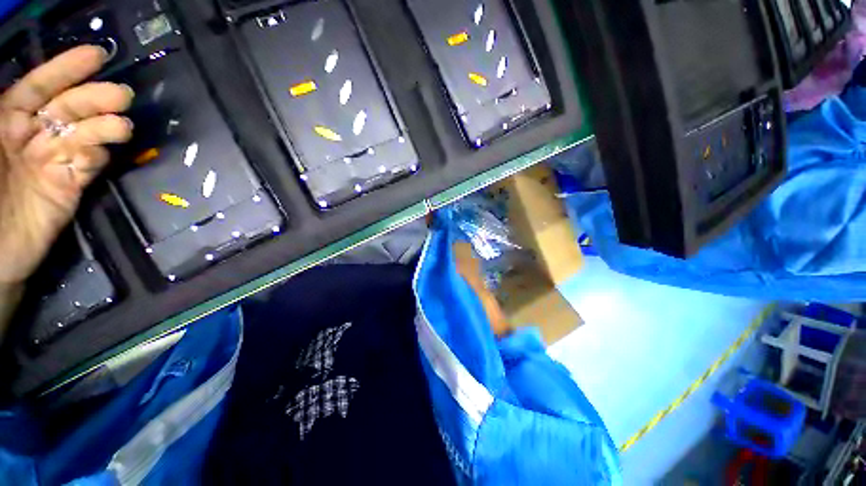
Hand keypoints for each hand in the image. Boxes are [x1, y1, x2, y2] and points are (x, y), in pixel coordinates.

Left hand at [0, 45, 133, 286]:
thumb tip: (18, 92)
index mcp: (6, 121)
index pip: (38, 87)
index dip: (65, 69)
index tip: (98, 56)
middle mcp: (32, 136)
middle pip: (68, 109)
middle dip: (94, 98)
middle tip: (122, 95)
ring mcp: (52, 162)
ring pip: (84, 136)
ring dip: (105, 127)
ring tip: (123, 126)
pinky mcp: (69, 187)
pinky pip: (87, 166)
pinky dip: (97, 156)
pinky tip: (101, 153)